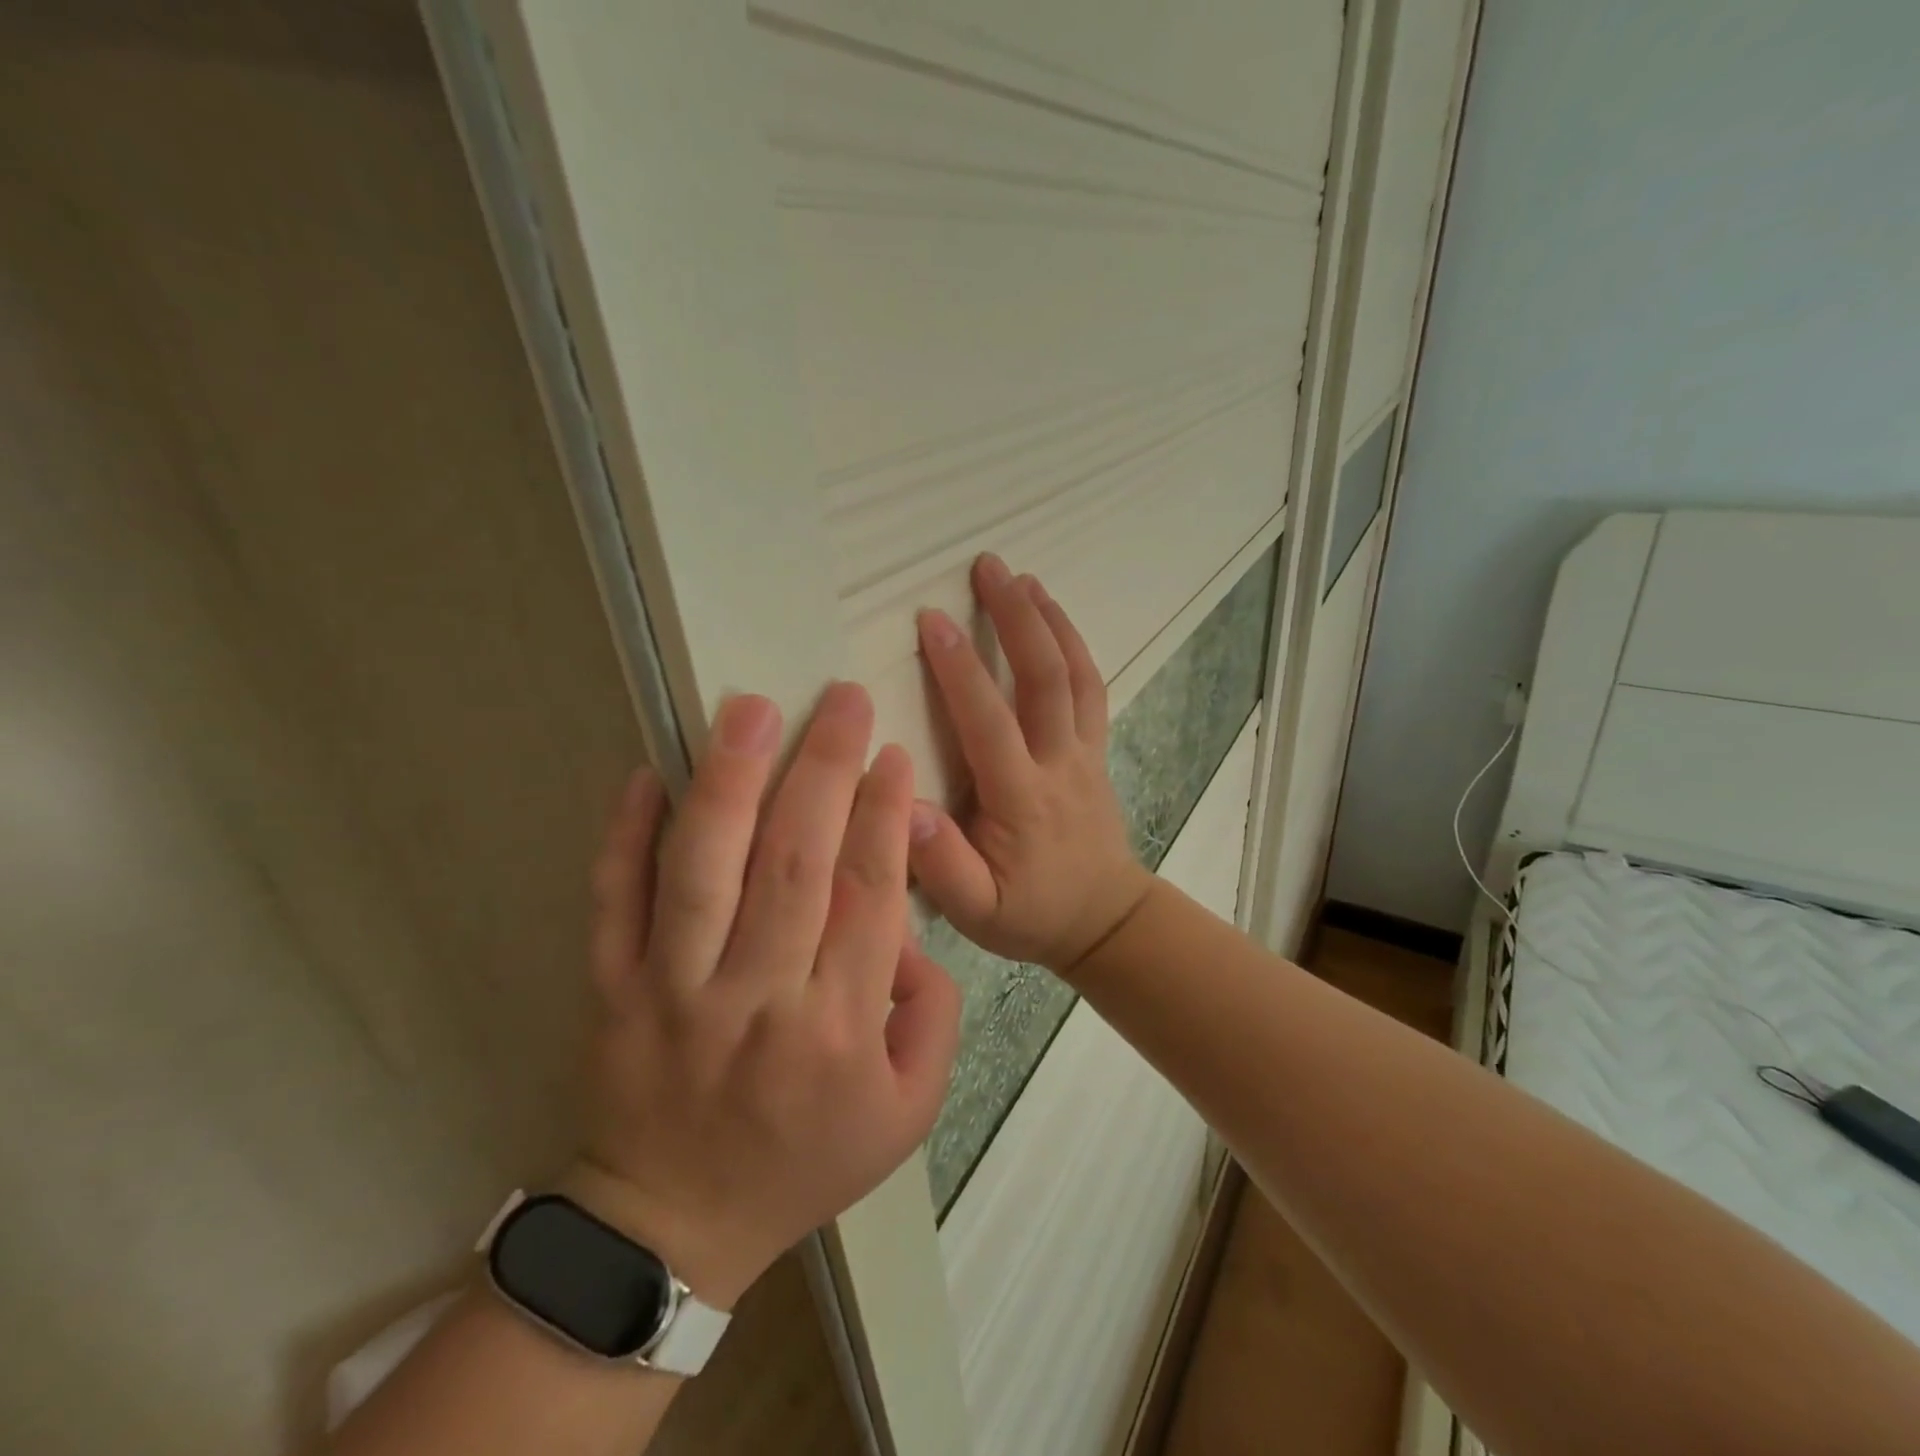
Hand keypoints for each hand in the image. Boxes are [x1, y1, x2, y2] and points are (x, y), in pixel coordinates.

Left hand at [574, 685, 960, 1308]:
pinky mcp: (613, 990)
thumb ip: (933, 1014)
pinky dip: (624, 837)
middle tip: (842, 699)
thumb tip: (910, 925)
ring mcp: (675, 990)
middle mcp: (759, 998)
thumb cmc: (805, 1160)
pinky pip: (614, 904)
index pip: (868, 895)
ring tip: (751, 710)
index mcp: (839, 1027)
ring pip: (704, 871)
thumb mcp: (910, 1110)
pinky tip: (645, 774)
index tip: (891, 753)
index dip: (884, 815)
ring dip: (729, 782)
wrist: (675, 1225)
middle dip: (824, 770)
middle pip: (795, 864)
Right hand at [909, 554, 1154, 974]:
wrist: (1104, 921)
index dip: (960, 668)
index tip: (932, 619)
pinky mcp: (1095, 751)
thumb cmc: (1030, 914)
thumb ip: (940, 864)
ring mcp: (1084, 753)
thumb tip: (903, 803)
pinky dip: (1075, 648)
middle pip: (1043, 679)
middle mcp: (1058, 763)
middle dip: (1015, 618)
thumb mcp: (975, 911)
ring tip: (1023, 577)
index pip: (988, 721)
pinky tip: (1055, 619)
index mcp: (1020, 798)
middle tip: (988, 566)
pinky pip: (1091, 690)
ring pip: (1075, 676)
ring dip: (1049, 622)